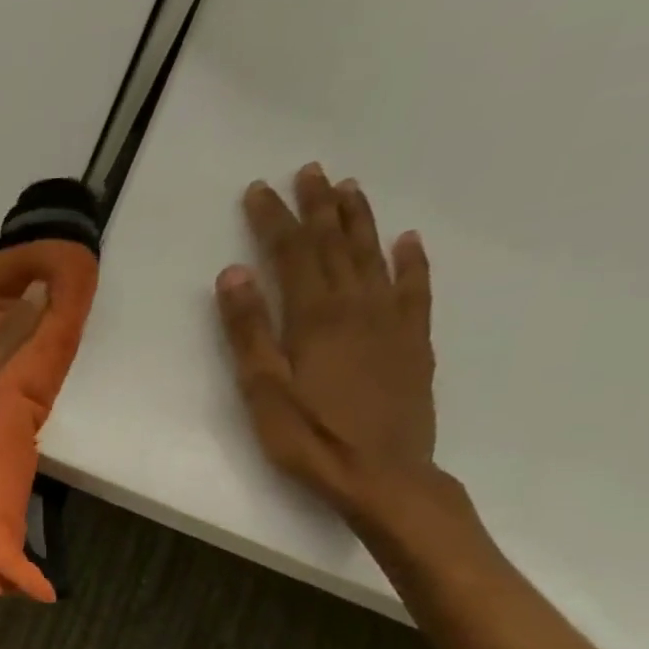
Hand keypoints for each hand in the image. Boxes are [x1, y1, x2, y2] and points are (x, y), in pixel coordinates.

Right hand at [216, 165, 437, 524]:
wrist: (384, 476)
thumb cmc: (311, 439)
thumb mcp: (263, 391)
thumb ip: (248, 332)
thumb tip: (233, 274)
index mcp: (314, 318)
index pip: (291, 254)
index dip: (274, 220)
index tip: (260, 190)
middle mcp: (356, 307)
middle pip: (335, 245)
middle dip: (319, 207)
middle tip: (310, 172)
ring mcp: (391, 322)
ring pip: (374, 257)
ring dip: (360, 221)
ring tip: (349, 189)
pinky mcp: (413, 343)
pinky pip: (415, 289)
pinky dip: (411, 261)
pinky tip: (408, 241)